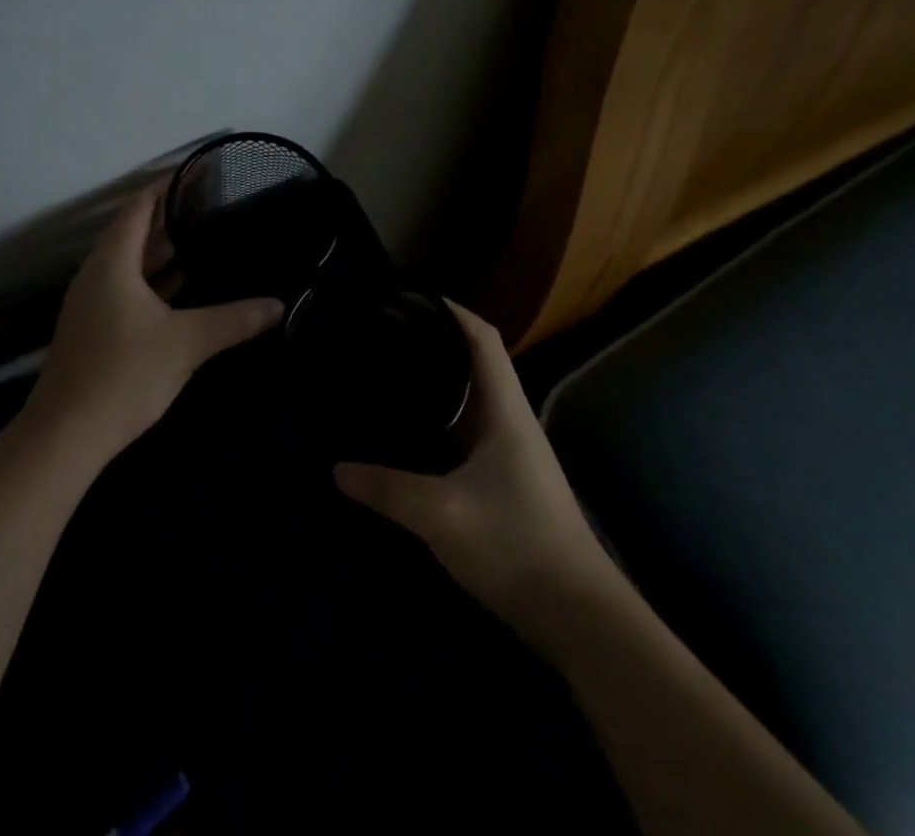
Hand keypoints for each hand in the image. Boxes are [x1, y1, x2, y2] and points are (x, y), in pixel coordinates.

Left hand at [23, 182, 284, 463]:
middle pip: (132, 234)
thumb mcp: (186, 343)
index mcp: (112, 263)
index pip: (138, 208)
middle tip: (209, 207)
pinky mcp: (93, 330)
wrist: (66, 436)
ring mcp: (91, 304)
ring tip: (201, 240)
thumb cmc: (123, 375)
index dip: (164, 187)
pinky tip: (180, 290)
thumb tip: (278, 305)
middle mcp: (96, 275)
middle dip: (167, 219)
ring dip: (160, 253)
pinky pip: (126, 289)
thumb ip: (234, 320)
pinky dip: (152, 282)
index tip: (194, 174)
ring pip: (129, 265)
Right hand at [334, 302, 618, 648]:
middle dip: (433, 341)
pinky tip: (409, 431)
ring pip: (469, 398)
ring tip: (388, 372)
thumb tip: (336, 468)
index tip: (411, 297)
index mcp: (504, 409)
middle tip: (384, 334)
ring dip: (436, 381)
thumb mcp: (441, 514)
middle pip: (474, 361)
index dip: (452, 309)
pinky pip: (466, 431)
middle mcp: (509, 419)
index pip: (482, 337)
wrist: (578, 616)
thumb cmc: (516, 545)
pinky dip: (439, 419)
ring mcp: (510, 451)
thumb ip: (387, 487)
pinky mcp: (505, 479)